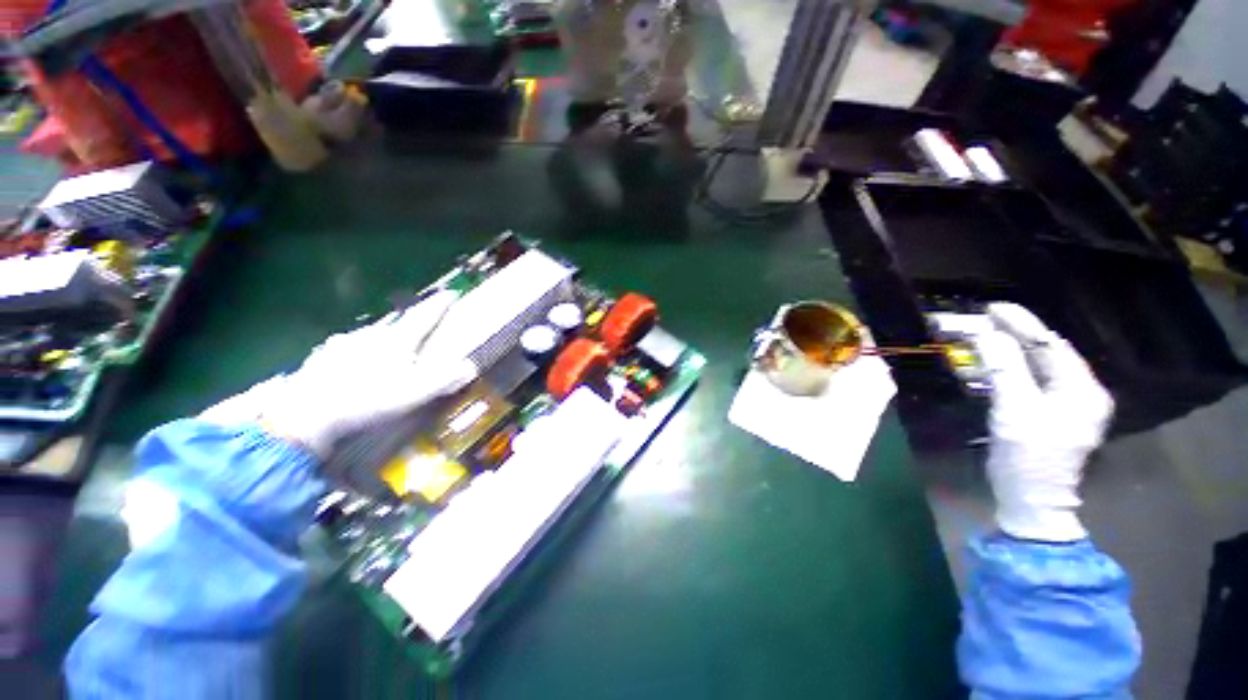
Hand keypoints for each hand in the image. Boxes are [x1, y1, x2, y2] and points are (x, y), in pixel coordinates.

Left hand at [201, 290, 476, 457]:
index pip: (423, 317)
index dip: (439, 306)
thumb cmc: (368, 400)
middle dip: (409, 326)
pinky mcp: (322, 357)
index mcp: (396, 341)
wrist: (307, 413)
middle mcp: (370, 335)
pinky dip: (354, 351)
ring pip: (369, 335)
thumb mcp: (414, 394)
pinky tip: (351, 362)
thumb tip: (470, 367)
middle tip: (417, 335)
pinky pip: (345, 347)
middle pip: (396, 325)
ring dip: (381, 339)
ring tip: (385, 351)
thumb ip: (444, 380)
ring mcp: (343, 344)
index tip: (450, 294)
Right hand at [972, 303, 1113, 541]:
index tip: (991, 308)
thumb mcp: (1015, 411)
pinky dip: (1007, 370)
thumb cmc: (1028, 458)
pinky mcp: (1049, 414)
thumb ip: (1004, 369)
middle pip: (1044, 354)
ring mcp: (1066, 405)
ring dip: (1006, 352)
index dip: (1021, 324)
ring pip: (1035, 367)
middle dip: (1011, 336)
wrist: (1032, 501)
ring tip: (979, 337)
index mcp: (1082, 389)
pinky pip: (1029, 382)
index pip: (1051, 346)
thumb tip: (987, 334)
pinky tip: (989, 364)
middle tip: (979, 321)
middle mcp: (1080, 392)